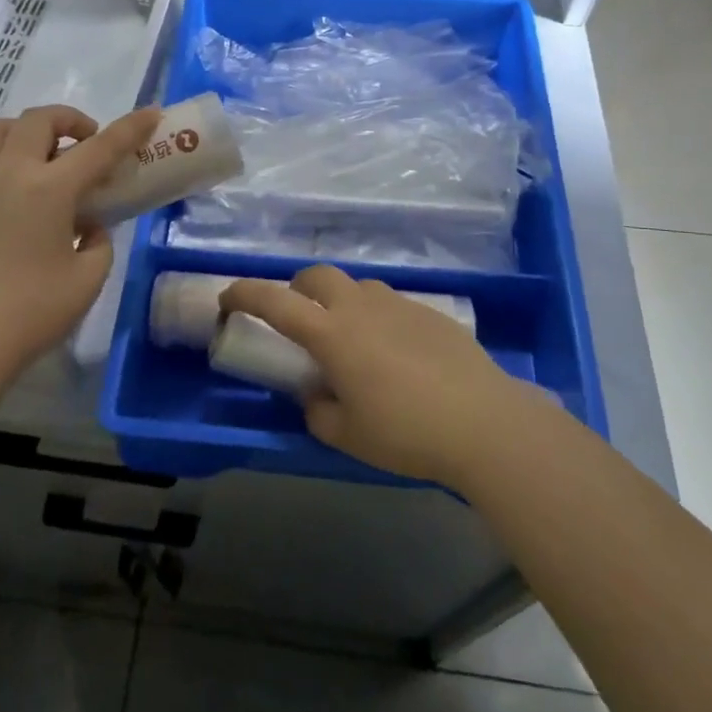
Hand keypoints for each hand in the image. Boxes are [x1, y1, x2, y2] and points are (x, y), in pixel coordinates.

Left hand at [0, 104, 160, 377]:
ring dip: (22, 131)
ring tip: (36, 154)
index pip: (99, 148)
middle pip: (38, 121)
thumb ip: (99, 243)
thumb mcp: (88, 280)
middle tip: (85, 144)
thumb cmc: (33, 312)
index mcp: (50, 189)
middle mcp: (9, 173)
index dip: (129, 128)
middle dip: (69, 121)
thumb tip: (88, 227)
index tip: (149, 113)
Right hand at [221, 265, 541, 485]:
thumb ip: (319, 411)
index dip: (245, 294)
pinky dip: (376, 317)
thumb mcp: (348, 435)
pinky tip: (395, 353)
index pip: (275, 302)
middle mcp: (360, 308)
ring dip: (339, 301)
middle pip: (316, 276)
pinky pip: (390, 303)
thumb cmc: (406, 432)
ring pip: (356, 286)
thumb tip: (317, 395)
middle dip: (296, 289)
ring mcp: (398, 305)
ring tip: (350, 339)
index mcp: (332, 335)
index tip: (227, 298)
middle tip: (298, 321)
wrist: (485, 423)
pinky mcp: (429, 313)